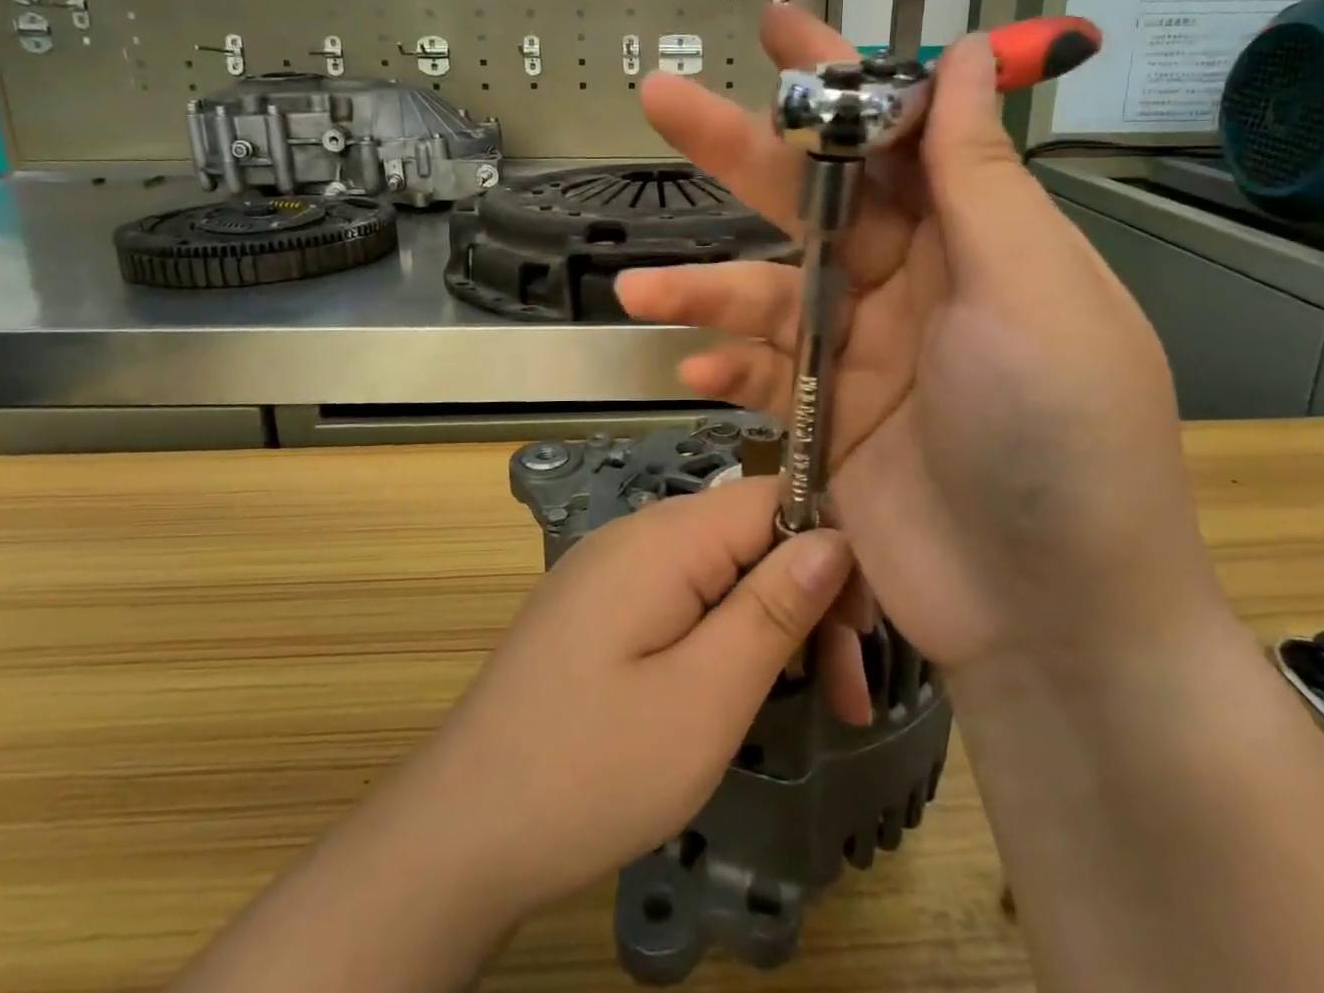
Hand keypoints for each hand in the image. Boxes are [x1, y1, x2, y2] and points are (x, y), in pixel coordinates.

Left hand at [404, 478, 855, 920]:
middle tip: (847, 693)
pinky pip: (686, 592)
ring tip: (809, 698)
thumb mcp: (706, 697)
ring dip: (773, 620)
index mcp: (666, 536)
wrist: (460, 829)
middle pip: (751, 532)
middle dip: (808, 597)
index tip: (862, 627)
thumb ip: (773, 608)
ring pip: (722, 566)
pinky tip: (740, 683)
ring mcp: (615, 566)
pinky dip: (728, 630)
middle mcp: (640, 532)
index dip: (832, 546)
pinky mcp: (603, 604)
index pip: (775, 496)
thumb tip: (834, 538)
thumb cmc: (592, 767)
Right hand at [616, 6, 1231, 682]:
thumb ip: (979, 176)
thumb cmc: (1058, 432)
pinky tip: (693, 372)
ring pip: (767, 293)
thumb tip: (970, 55)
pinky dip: (726, 368)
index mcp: (970, 238)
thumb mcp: (1028, 288)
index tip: (780, 28)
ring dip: (702, 286)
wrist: (1049, 614)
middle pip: (811, 200)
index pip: (894, 134)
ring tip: (638, 289)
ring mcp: (863, 353)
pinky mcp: (828, 420)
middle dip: (738, 151)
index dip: (837, 78)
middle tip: (661, 99)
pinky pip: (764, 375)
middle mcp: (912, 283)